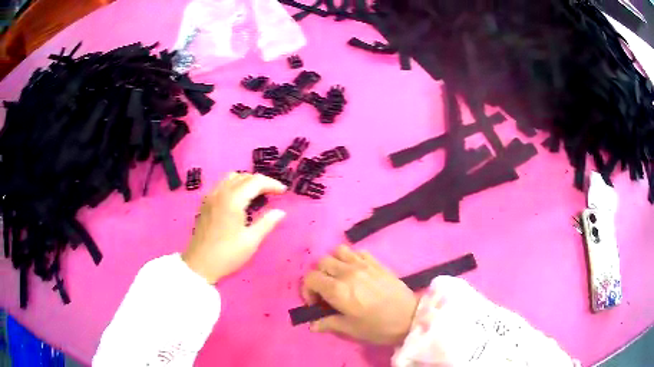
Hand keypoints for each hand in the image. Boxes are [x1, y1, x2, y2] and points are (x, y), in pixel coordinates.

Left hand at [182, 172, 286, 283]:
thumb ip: (267, 223)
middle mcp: (221, 192)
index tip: (283, 191)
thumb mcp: (251, 241)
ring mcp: (211, 196)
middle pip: (243, 176)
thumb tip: (280, 212)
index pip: (256, 181)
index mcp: (233, 200)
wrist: (200, 264)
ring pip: (231, 178)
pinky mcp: (205, 203)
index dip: (271, 184)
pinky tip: (239, 199)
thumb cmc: (227, 254)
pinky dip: (234, 185)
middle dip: (260, 181)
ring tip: (257, 194)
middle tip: (273, 193)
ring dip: (246, 181)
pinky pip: (222, 185)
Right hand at [302, 245, 417, 344]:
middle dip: (318, 277)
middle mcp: (347, 272)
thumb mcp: (350, 329)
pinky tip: (356, 272)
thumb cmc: (378, 327)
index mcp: (338, 290)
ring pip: (337, 251)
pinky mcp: (376, 262)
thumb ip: (328, 323)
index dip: (308, 290)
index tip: (316, 303)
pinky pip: (357, 251)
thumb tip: (312, 325)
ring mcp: (363, 264)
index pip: (310, 278)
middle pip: (321, 263)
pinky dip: (351, 258)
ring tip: (339, 278)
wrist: (410, 317)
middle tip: (326, 292)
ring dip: (333, 263)